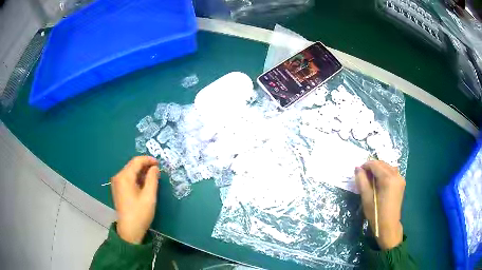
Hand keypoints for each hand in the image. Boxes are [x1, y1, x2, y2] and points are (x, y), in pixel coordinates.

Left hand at [111, 156, 159, 243]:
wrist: (129, 230)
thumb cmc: (140, 213)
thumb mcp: (149, 196)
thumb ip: (152, 179)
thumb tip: (155, 168)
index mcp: (124, 177)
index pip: (136, 161)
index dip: (148, 160)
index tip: (159, 163)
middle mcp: (118, 177)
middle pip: (132, 165)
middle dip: (145, 165)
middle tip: (158, 171)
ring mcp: (117, 183)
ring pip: (130, 171)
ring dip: (141, 172)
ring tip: (153, 177)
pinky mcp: (118, 189)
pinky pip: (128, 178)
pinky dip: (137, 178)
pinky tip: (144, 184)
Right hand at [355, 160, 404, 249]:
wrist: (389, 226)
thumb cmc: (376, 213)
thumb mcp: (366, 197)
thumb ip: (361, 181)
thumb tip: (357, 168)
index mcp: (388, 178)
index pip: (375, 164)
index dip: (365, 165)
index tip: (358, 171)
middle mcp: (396, 175)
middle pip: (382, 164)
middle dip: (372, 166)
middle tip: (363, 175)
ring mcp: (400, 178)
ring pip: (388, 167)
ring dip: (378, 169)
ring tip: (370, 179)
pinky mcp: (401, 183)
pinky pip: (392, 172)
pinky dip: (385, 173)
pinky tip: (379, 182)